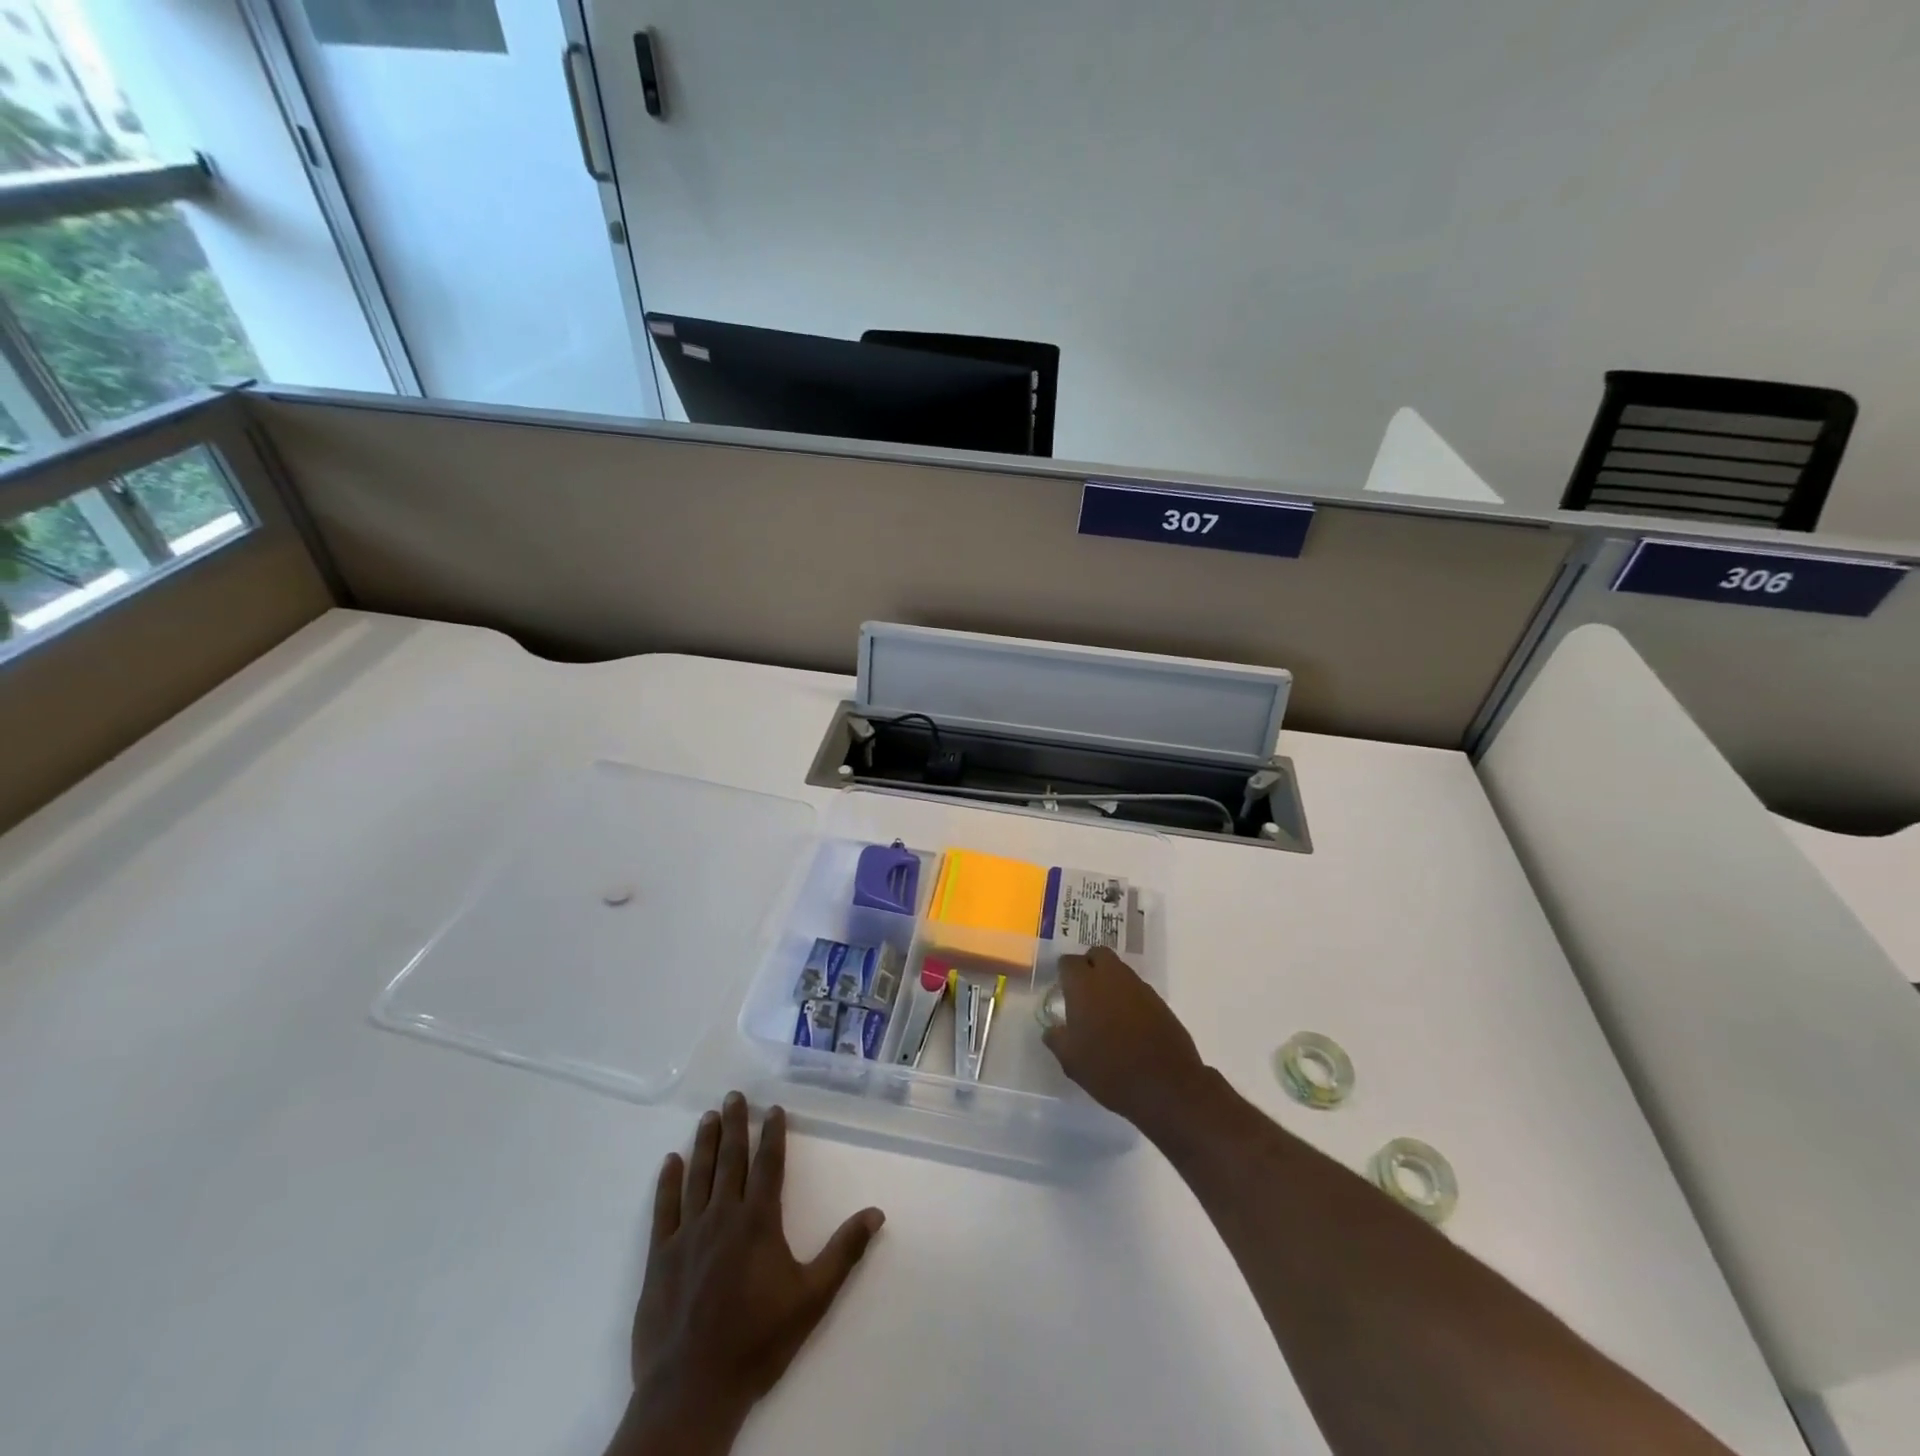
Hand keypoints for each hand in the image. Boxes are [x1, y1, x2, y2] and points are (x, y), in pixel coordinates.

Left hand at [609, 1093, 884, 1455]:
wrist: (692, 1390)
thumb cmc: (757, 1342)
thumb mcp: (812, 1299)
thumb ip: (843, 1252)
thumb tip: (876, 1213)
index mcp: (758, 1222)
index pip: (768, 1164)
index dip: (773, 1134)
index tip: (773, 1109)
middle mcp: (722, 1216)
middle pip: (731, 1160)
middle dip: (735, 1125)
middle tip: (734, 1095)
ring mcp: (687, 1234)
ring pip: (698, 1175)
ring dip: (705, 1143)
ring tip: (709, 1116)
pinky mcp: (659, 1257)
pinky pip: (663, 1209)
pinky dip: (668, 1182)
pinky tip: (671, 1161)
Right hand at [1041, 946, 1208, 1132]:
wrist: (1166, 1086)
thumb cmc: (1110, 1070)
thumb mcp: (1071, 1061)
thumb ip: (1056, 1038)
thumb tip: (1052, 1029)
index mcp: (1085, 985)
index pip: (1069, 961)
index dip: (1063, 972)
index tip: (1061, 989)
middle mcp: (1112, 976)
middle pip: (1097, 954)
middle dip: (1089, 965)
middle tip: (1083, 992)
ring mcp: (1139, 987)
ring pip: (1119, 970)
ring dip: (1110, 981)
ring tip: (1105, 1011)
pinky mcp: (1159, 1001)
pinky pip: (1137, 989)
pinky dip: (1129, 998)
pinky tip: (1128, 1024)